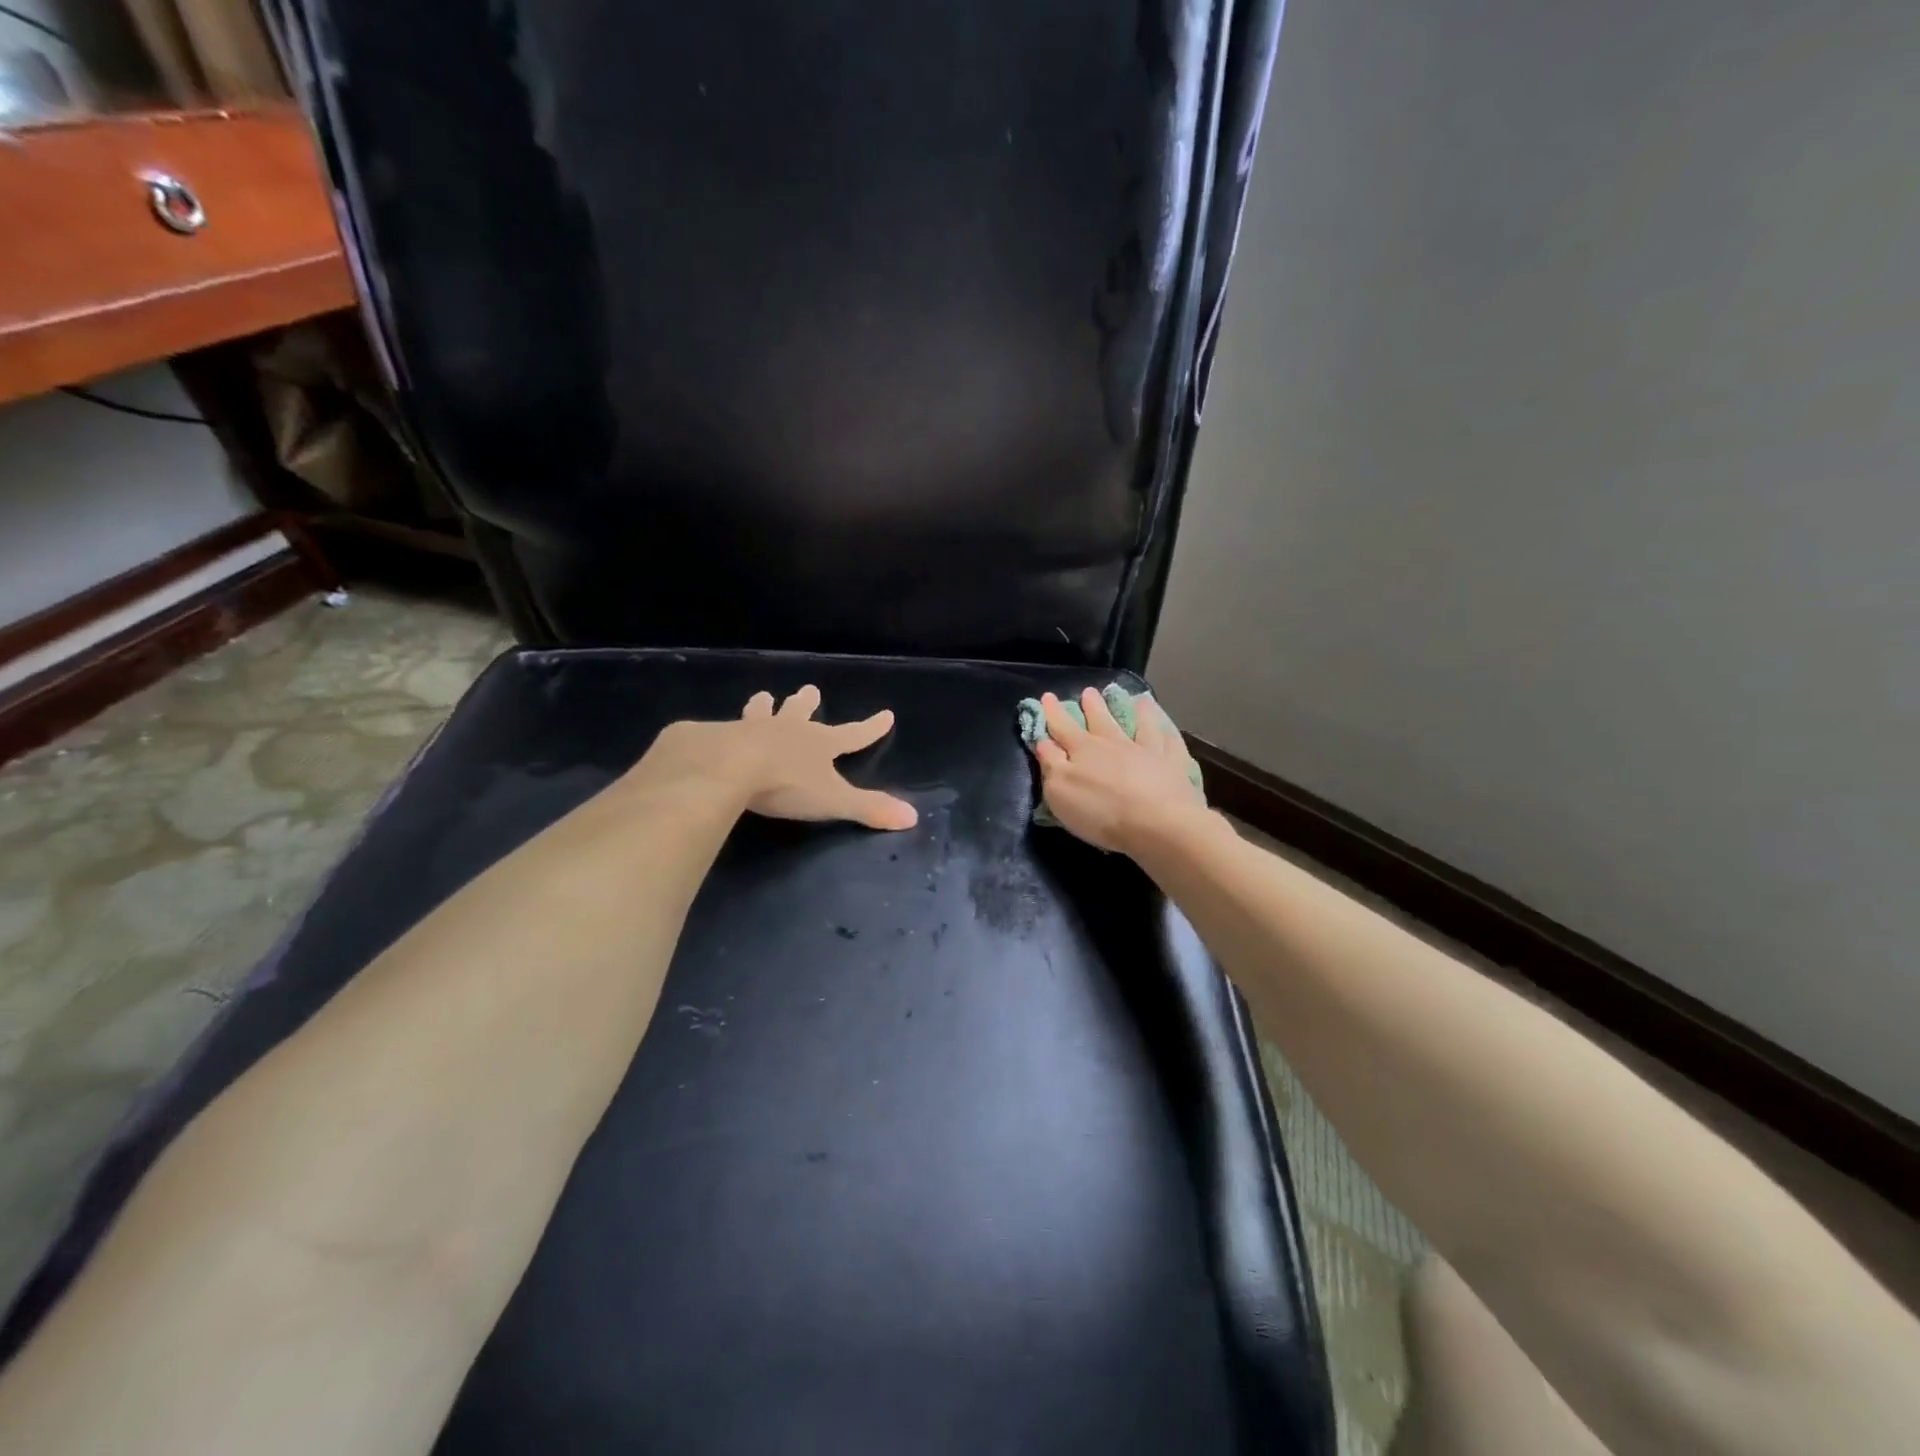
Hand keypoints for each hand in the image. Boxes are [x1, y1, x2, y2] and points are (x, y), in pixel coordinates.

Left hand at [631, 685, 917, 830]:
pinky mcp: (718, 736)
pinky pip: (722, 729)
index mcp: (820, 744)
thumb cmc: (787, 784)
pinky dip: (722, 728)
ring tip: (763, 696)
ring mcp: (752, 729)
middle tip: (810, 689)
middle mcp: (789, 730)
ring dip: (765, 707)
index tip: (886, 714)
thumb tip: (913, 817)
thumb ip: (870, 809)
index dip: (871, 728)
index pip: (853, 734)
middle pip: (802, 713)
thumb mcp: (834, 801)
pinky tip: (713, 730)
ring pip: (762, 713)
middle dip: (807, 703)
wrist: (727, 766)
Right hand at [1031, 687, 1207, 852]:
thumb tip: (1043, 741)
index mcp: (1083, 750)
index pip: (1063, 726)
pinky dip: (1166, 730)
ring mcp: (1146, 751)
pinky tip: (1167, 725)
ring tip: (1135, 699)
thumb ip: (1051, 763)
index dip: (1053, 712)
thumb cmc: (1101, 811)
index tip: (1047, 696)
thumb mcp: (1060, 791)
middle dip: (1092, 705)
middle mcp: (1114, 743)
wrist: (1157, 823)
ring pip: (1138, 724)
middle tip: (1089, 691)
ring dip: (1134, 711)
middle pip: (1100, 720)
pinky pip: (1169, 741)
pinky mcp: (1171, 764)